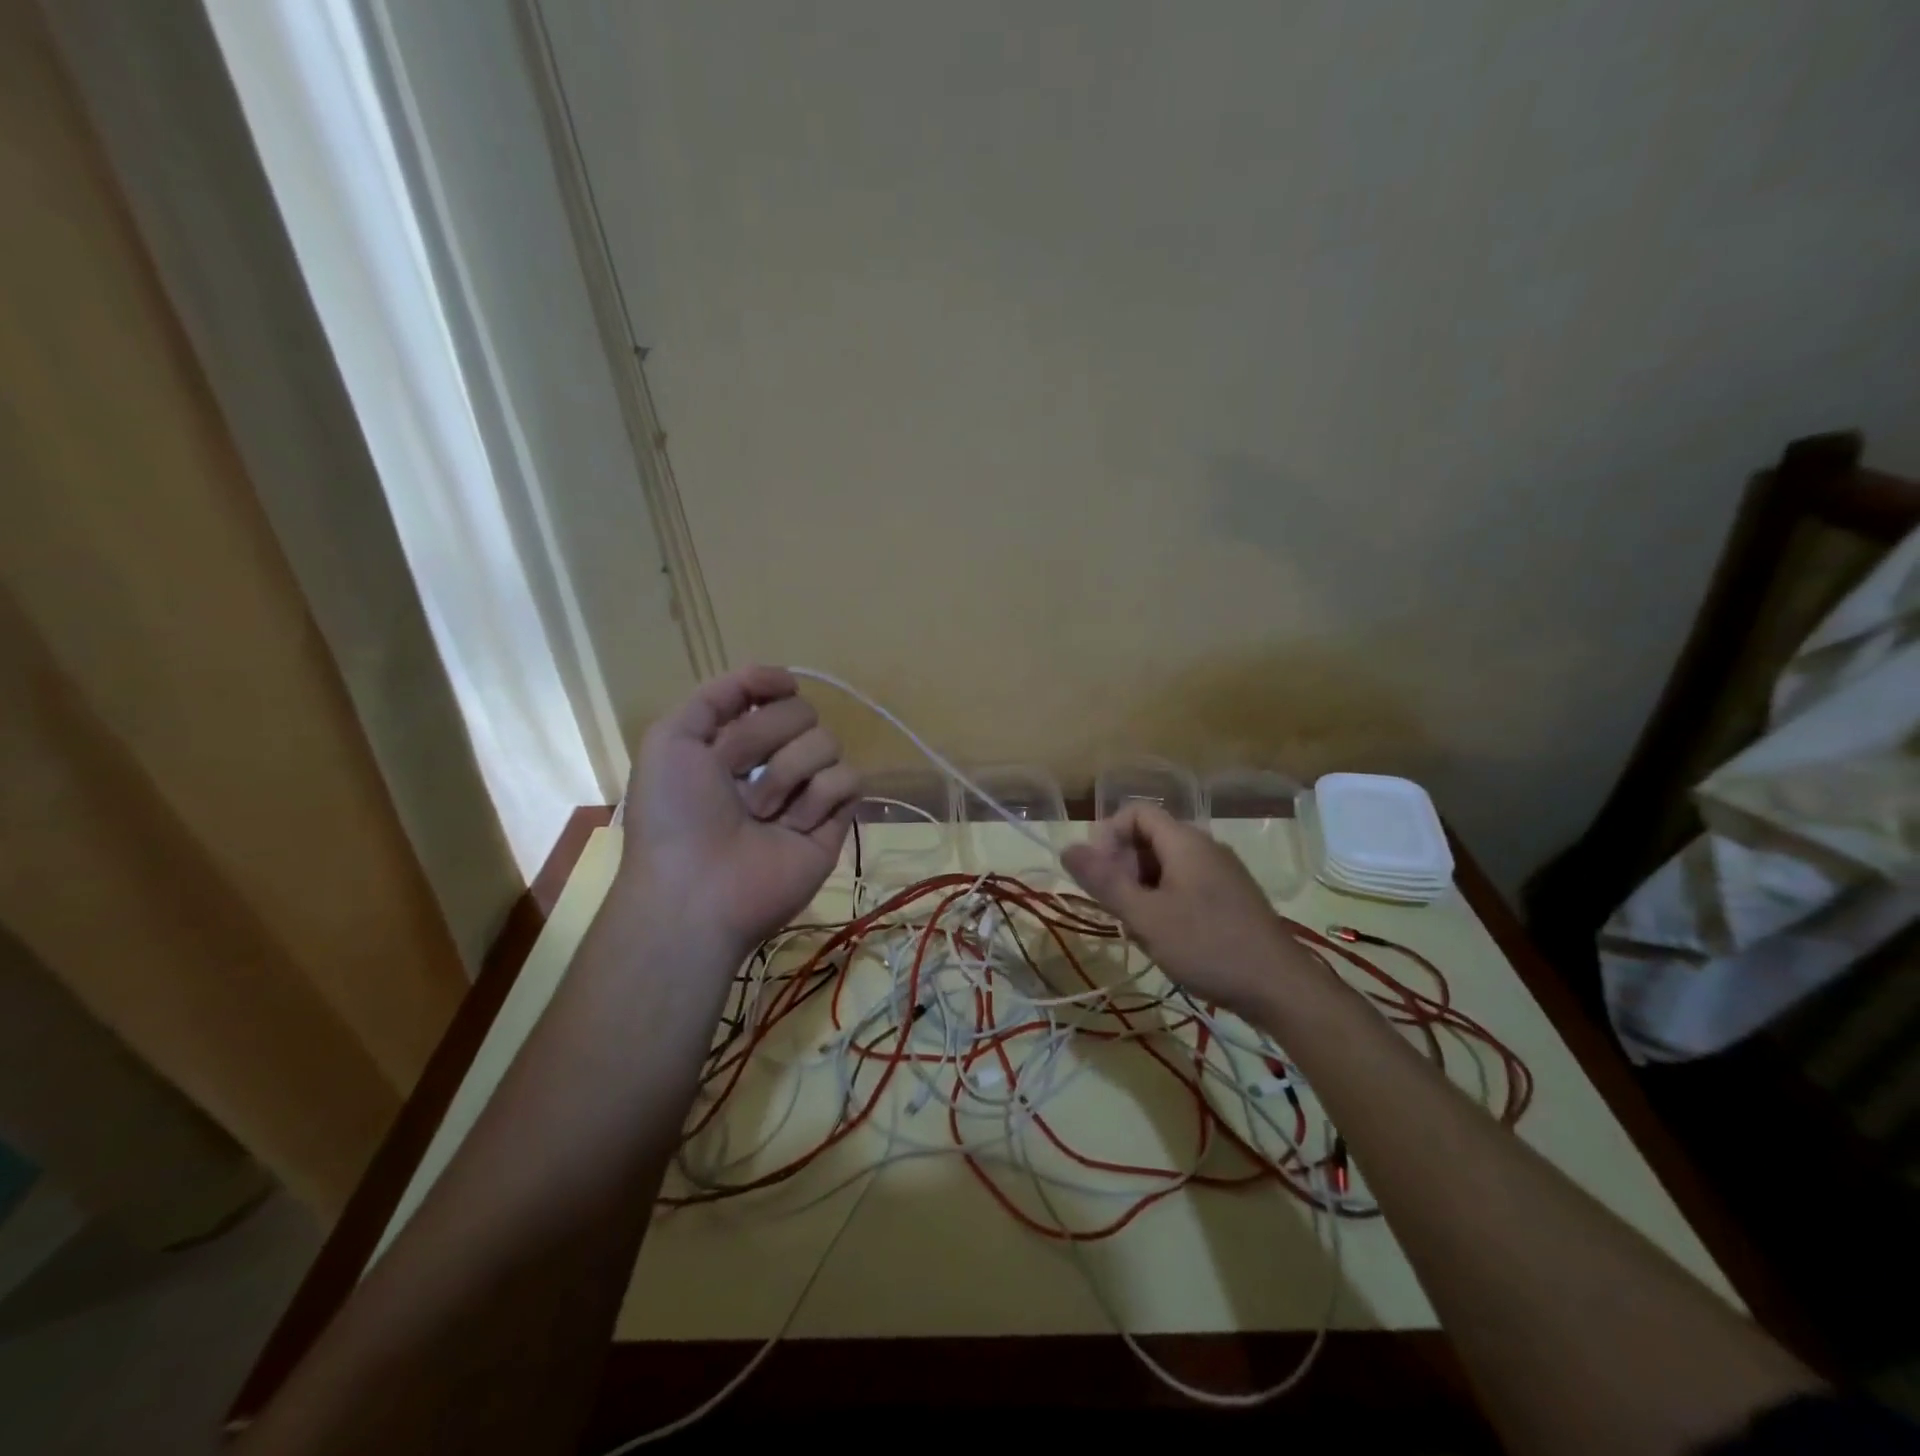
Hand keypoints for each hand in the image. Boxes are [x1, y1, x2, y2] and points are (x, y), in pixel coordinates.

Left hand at [623, 666, 857, 955]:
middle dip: (766, 741)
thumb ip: (719, 693)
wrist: (697, 888)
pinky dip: (822, 796)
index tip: (760, 702)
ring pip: (829, 742)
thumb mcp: (671, 738)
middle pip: (804, 713)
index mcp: (736, 743)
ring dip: (789, 774)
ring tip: (762, 814)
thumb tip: (785, 677)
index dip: (764, 696)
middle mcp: (775, 762)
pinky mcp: (836, 820)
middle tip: (737, 781)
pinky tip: (796, 825)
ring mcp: (807, 791)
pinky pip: (851, 778)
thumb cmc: (675, 813)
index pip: (772, 695)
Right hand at [1062, 803, 1318, 1019]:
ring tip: (1138, 927)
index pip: (1136, 813)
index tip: (1098, 873)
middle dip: (1123, 866)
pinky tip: (1166, 937)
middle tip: (1115, 906)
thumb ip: (1104, 881)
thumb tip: (1067, 848)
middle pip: (1150, 838)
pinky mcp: (1232, 898)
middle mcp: (1206, 847)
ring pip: (1167, 865)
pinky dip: (1165, 900)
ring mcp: (1223, 873)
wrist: (1280, 988)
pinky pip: (1186, 884)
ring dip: (1142, 887)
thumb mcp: (1145, 916)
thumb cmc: (1207, 946)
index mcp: (1185, 841)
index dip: (1109, 835)